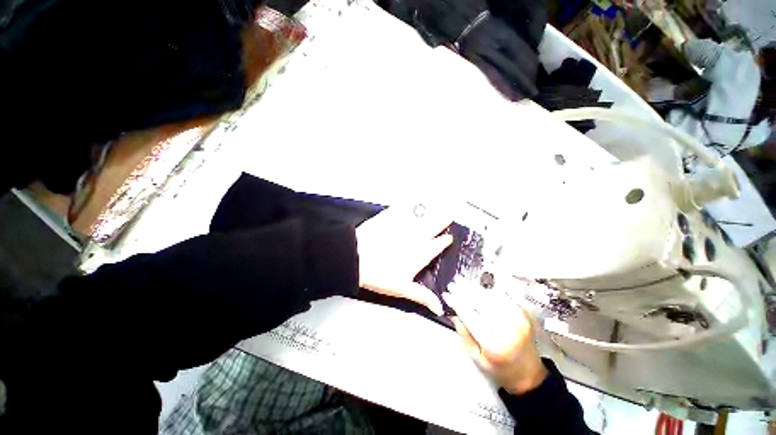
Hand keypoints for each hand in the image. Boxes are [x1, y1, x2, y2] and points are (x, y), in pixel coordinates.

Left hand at [356, 204, 452, 315]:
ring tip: (439, 206)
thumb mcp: (403, 288)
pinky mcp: (390, 218)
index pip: (438, 245)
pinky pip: (403, 209)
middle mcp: (416, 237)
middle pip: (434, 226)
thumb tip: (440, 308)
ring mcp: (403, 225)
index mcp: (421, 253)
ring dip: (431, 211)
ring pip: (421, 216)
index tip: (449, 237)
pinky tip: (412, 201)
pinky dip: (410, 205)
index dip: (445, 241)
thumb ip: (423, 296)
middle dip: (443, 220)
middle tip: (450, 214)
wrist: (357, 258)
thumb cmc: (380, 275)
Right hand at [443, 282, 547, 394]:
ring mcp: (518, 320)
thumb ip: (464, 334)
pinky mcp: (523, 315)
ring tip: (462, 281)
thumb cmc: (499, 369)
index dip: (456, 303)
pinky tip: (478, 287)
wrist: (529, 375)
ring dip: (475, 287)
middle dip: (464, 291)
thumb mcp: (476, 358)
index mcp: (494, 345)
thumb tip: (454, 312)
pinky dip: (488, 290)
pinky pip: (503, 297)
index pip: (470, 317)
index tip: (446, 295)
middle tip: (452, 284)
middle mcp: (508, 330)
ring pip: (491, 297)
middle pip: (481, 303)